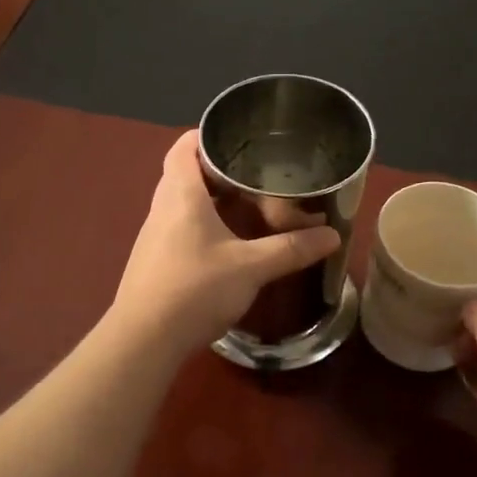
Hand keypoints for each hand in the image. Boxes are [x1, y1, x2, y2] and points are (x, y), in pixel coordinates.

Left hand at [109, 131, 342, 356]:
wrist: (143, 340)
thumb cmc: (194, 290)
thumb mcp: (250, 268)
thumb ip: (291, 250)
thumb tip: (333, 235)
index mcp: (180, 195)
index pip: (184, 147)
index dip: (206, 135)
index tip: (238, 139)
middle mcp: (162, 208)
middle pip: (184, 173)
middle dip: (217, 170)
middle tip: (254, 173)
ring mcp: (153, 236)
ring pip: (181, 203)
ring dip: (210, 200)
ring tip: (247, 205)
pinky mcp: (154, 261)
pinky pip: (179, 228)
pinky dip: (202, 225)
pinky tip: (226, 244)